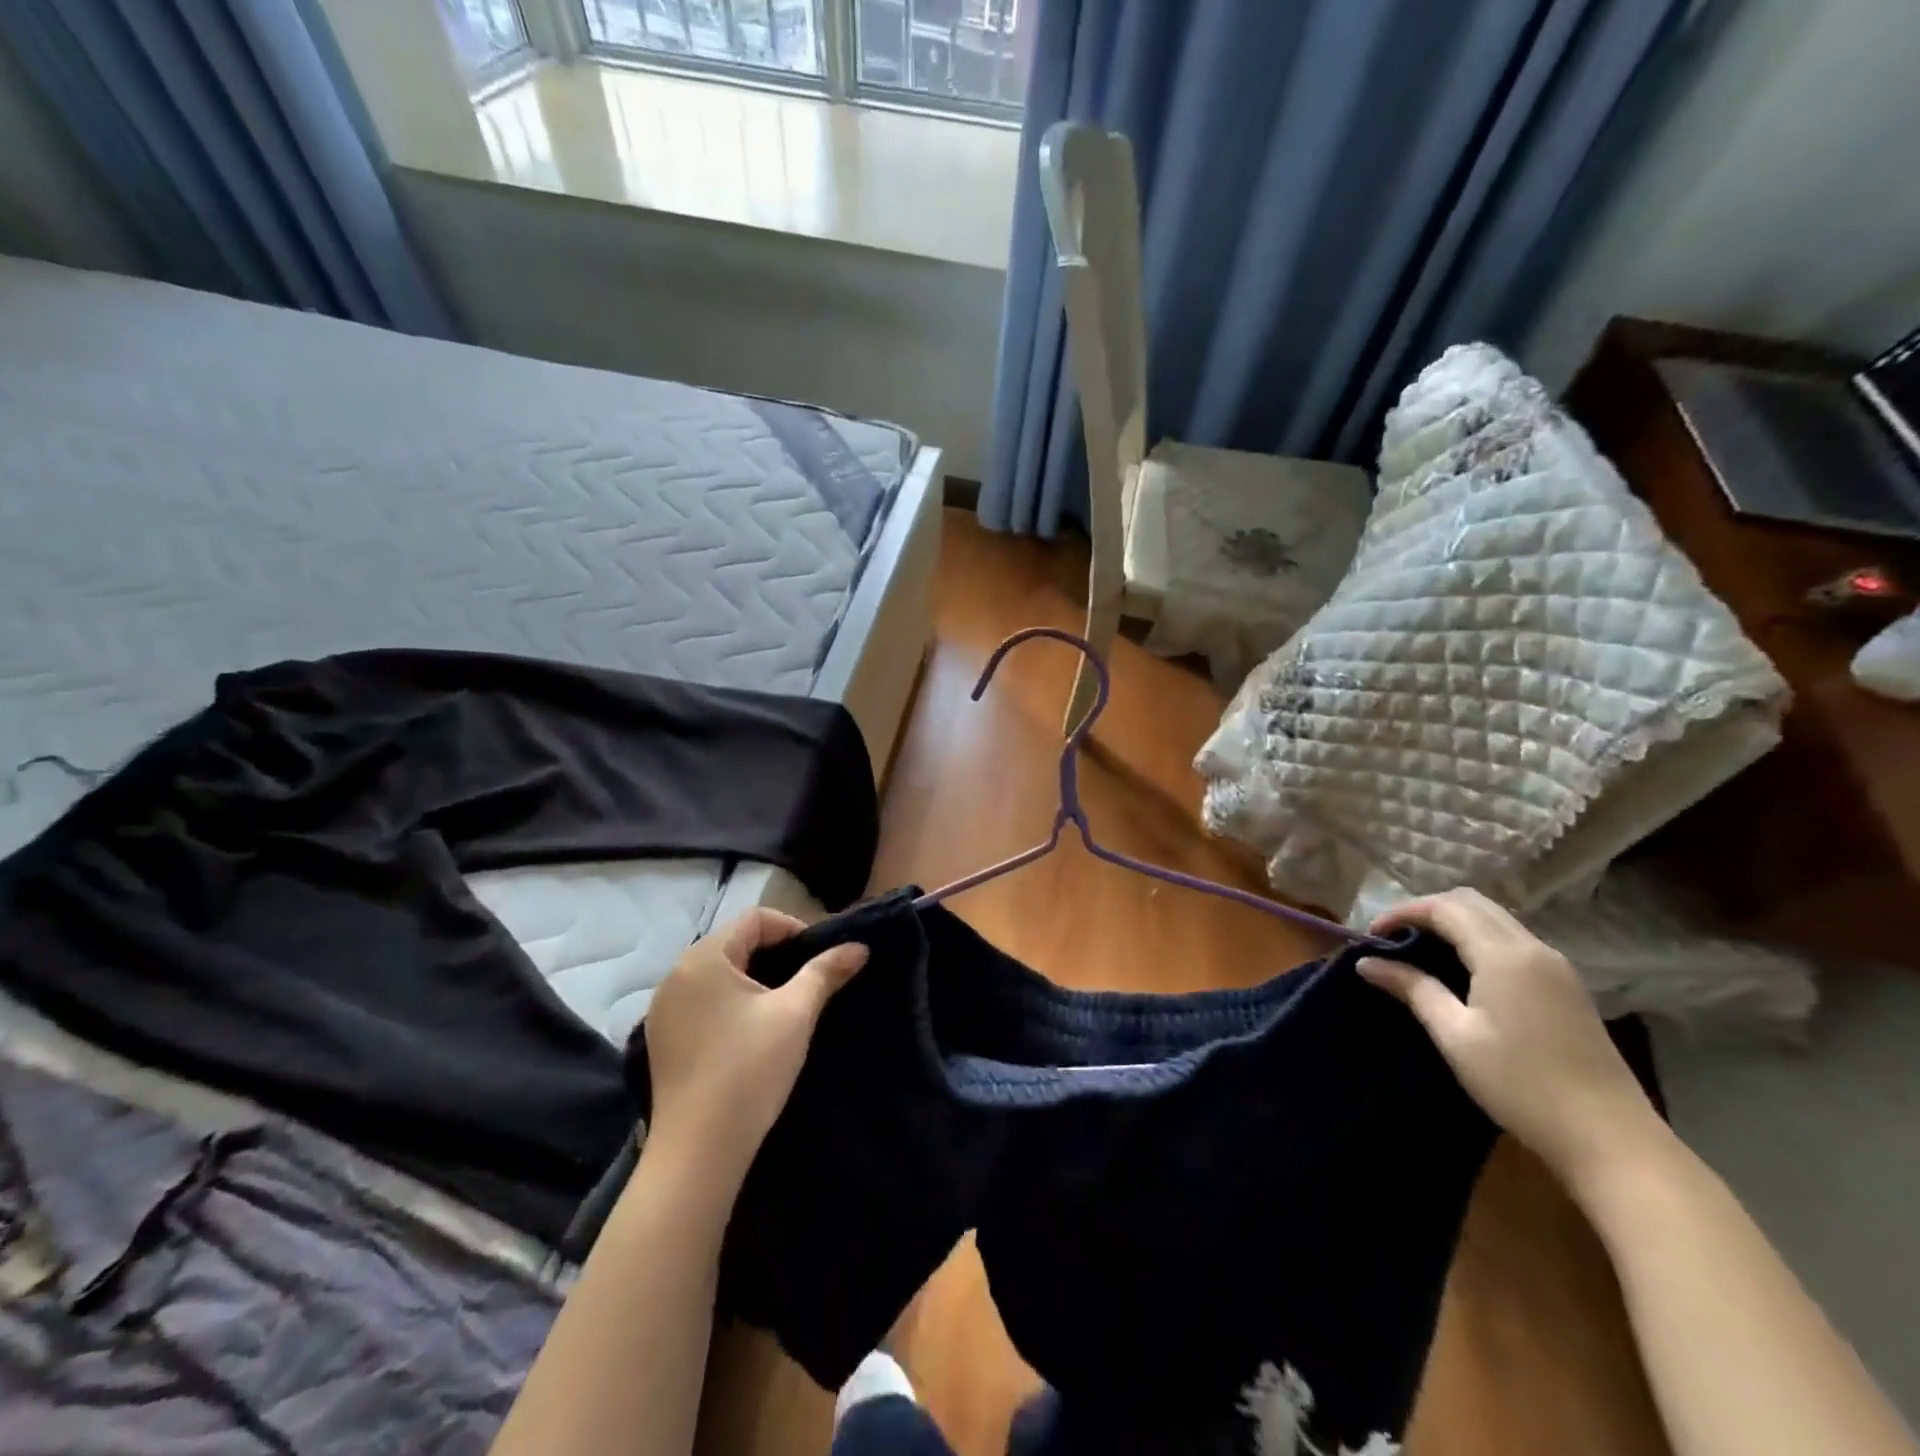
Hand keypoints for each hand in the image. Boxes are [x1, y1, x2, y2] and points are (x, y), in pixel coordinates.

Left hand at [643, 910, 866, 1191]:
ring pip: (718, 973)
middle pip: (734, 943)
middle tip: (808, 980)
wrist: (699, 1153)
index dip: (793, 928)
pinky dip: (731, 1002)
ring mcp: (664, 1009)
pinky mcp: (663, 1039)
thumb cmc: (749, 1070)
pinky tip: (752, 1031)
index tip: (819, 958)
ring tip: (785, 1004)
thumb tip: (859, 947)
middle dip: (776, 954)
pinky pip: (703, 1001)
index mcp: (703, 958)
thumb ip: (826, 972)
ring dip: (754, 978)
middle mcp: (675, 975)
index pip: (755, 919)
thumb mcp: (796, 1013)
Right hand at [1358, 888, 1662, 1186]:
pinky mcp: (1567, 986)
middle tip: (1393, 937)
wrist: (1611, 1139)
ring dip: (1454, 923)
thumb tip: (1367, 963)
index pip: (1444, 908)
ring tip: (1420, 950)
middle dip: (1426, 910)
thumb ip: (1413, 989)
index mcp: (1504, 955)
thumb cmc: (1521, 1085)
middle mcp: (1533, 948)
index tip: (1370, 936)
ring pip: (1495, 918)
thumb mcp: (1455, 1036)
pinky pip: (1513, 940)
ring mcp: (1556, 966)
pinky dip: (1478, 938)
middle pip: (1473, 902)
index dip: (1402, 912)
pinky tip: (1461, 969)